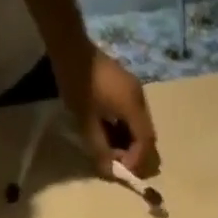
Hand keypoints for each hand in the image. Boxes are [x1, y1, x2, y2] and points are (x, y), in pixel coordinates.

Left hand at [54, 47, 159, 177]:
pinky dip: (127, 129)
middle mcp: (139, 98)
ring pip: (141, 125)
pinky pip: (133, 114)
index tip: (122, 170)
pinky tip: (112, 133)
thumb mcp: (86, 121)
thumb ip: (100, 148)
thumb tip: (110, 171)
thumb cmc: (78, 84)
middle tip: (120, 163)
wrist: (70, 46)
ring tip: (113, 150)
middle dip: (136, 153)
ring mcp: (135, 90)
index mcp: (132, 106)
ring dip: (130, 142)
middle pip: (147, 134)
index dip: (137, 160)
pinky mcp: (127, 86)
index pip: (146, 141)